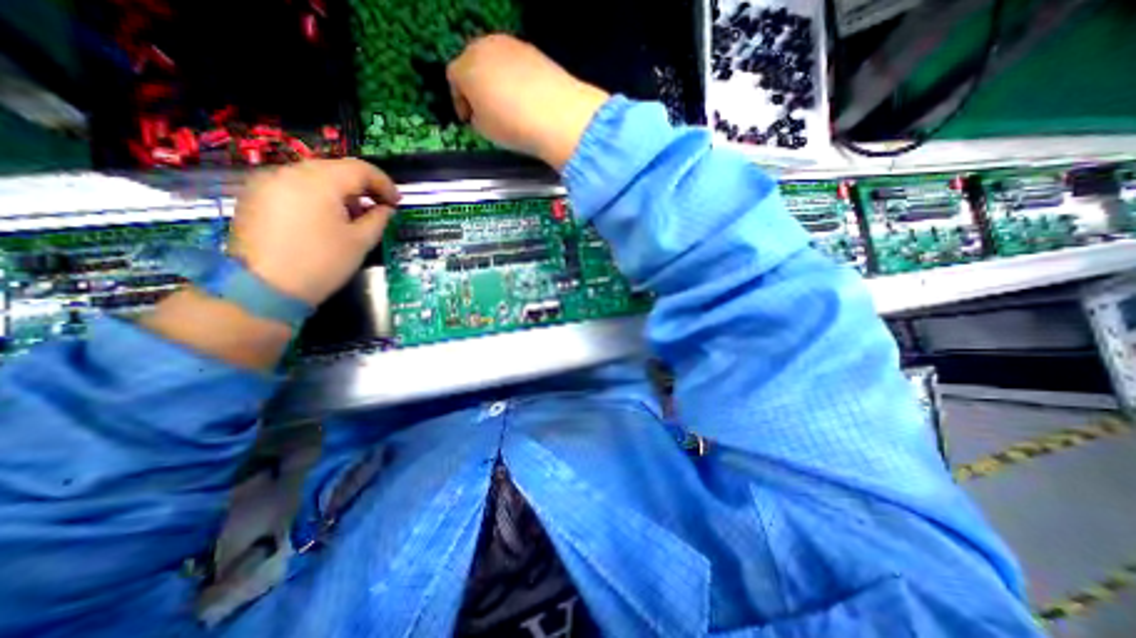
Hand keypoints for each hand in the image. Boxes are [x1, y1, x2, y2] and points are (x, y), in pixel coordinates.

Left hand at [226, 158, 399, 306]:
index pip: (360, 169)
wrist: (263, 288)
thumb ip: (378, 219)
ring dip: (341, 191)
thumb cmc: (322, 263)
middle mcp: (289, 172)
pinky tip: (327, 218)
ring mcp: (267, 182)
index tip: (397, 202)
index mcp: (319, 181)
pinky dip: (318, 196)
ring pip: (315, 176)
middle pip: (336, 169)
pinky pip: (295, 186)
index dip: (384, 183)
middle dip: (363, 186)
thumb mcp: (360, 242)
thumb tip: (385, 208)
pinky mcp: (255, 196)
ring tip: (354, 216)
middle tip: (379, 208)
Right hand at [447, 34, 611, 168]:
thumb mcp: (485, 131)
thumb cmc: (515, 126)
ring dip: (497, 82)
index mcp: (466, 68)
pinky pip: (517, 64)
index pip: (454, 79)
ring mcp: (511, 45)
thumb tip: (480, 114)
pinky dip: (517, 79)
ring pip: (496, 62)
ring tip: (508, 108)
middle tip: (486, 112)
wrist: (557, 116)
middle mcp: (485, 48)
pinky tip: (526, 100)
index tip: (468, 118)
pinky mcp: (534, 51)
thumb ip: (476, 118)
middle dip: (477, 87)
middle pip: (473, 64)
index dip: (460, 102)